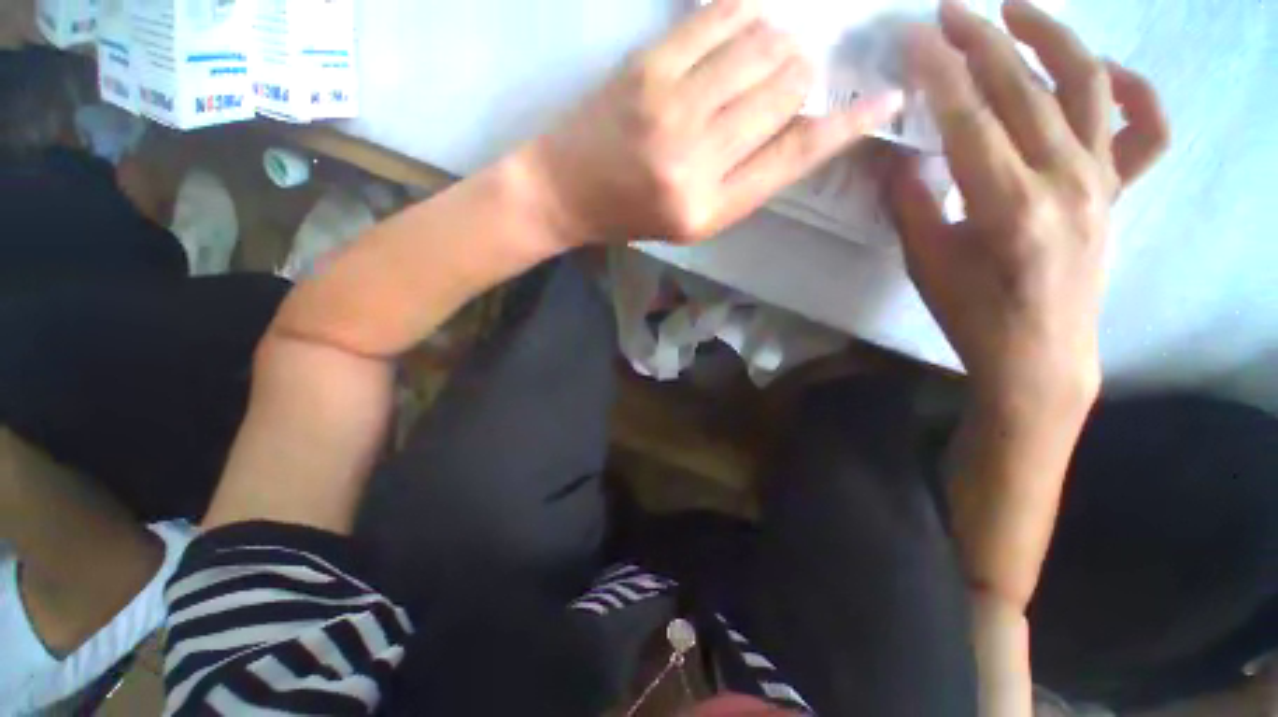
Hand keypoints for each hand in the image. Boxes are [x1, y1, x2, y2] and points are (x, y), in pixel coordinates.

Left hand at [523, 0, 904, 245]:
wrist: (566, 191)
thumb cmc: (632, 215)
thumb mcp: (695, 220)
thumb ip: (749, 179)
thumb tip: (804, 123)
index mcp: (711, 208)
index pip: (796, 156)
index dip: (849, 123)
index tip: (887, 99)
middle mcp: (698, 160)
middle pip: (788, 88)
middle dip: (803, 78)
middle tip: (793, 78)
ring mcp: (672, 107)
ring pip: (764, 46)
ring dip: (780, 43)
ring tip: (766, 55)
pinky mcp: (648, 67)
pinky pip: (721, 16)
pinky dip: (747, 11)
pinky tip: (749, 19)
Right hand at [889, 0, 1168, 406]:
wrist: (1039, 355)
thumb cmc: (974, 315)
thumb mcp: (925, 264)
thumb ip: (909, 204)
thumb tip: (888, 158)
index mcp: (1010, 205)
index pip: (969, 118)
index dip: (937, 72)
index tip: (911, 38)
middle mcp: (1067, 180)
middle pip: (1024, 89)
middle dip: (982, 42)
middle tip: (949, 11)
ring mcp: (1101, 181)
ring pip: (1088, 87)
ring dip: (1053, 38)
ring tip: (1017, 11)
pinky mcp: (1116, 192)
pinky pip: (1145, 131)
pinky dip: (1136, 92)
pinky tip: (1108, 74)